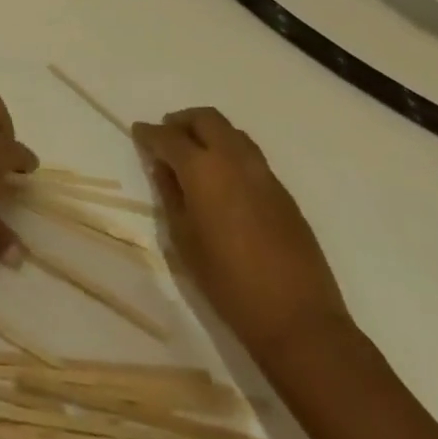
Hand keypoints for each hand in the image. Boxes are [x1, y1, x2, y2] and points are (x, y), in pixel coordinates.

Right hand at [133, 107, 348, 358]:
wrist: (298, 319)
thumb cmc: (228, 283)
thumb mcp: (184, 240)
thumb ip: (171, 195)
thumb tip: (163, 168)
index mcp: (203, 170)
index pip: (169, 137)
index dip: (150, 133)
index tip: (138, 132)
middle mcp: (234, 160)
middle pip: (206, 119)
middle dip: (182, 122)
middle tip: (167, 137)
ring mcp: (264, 173)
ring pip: (231, 132)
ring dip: (209, 133)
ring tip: (195, 154)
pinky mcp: (283, 192)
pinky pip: (250, 155)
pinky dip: (230, 153)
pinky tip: (223, 180)